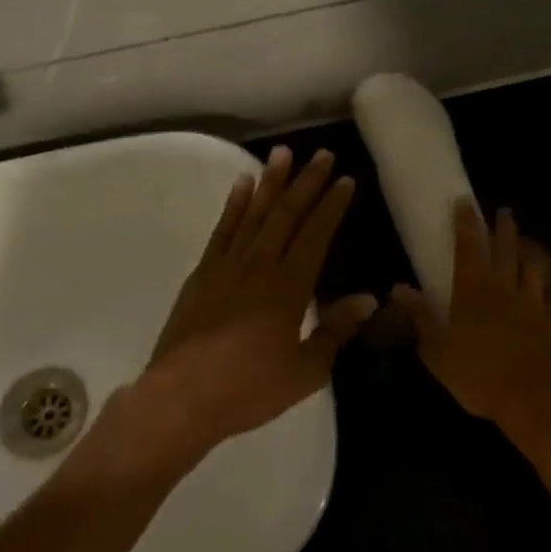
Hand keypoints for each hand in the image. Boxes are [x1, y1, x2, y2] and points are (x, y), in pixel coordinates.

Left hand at [121, 147, 375, 468]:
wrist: (182, 397)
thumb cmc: (249, 389)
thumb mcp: (305, 371)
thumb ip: (336, 331)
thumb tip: (368, 299)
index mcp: (289, 288)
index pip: (316, 235)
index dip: (332, 206)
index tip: (345, 180)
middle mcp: (259, 266)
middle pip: (286, 215)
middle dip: (306, 182)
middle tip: (322, 154)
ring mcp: (226, 265)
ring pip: (254, 214)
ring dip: (270, 182)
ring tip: (283, 153)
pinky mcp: (202, 273)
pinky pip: (221, 229)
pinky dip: (233, 205)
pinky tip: (242, 185)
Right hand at [393, 202, 550, 444]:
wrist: (531, 401)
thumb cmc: (477, 376)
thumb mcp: (437, 350)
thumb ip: (420, 315)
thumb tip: (398, 287)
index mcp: (473, 291)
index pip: (468, 248)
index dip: (466, 224)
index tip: (465, 202)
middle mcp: (505, 288)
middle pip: (505, 249)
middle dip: (502, 228)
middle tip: (503, 212)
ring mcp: (534, 302)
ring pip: (534, 266)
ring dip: (531, 250)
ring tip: (528, 240)